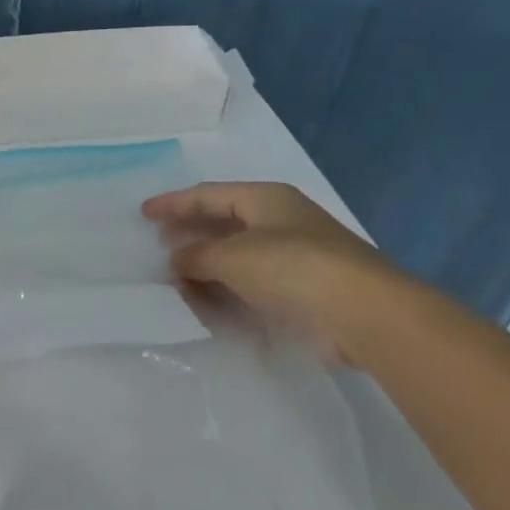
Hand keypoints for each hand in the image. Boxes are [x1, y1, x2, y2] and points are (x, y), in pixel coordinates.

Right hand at [141, 182, 403, 363]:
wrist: (366, 315)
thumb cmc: (292, 268)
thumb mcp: (231, 257)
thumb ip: (195, 256)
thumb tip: (175, 261)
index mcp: (265, 199)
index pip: (208, 194)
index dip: (173, 203)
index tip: (143, 213)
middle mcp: (280, 222)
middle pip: (223, 222)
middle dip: (190, 233)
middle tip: (160, 245)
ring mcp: (295, 257)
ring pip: (238, 256)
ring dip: (206, 266)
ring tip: (177, 279)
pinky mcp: (305, 292)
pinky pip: (253, 284)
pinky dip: (228, 290)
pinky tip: (209, 303)